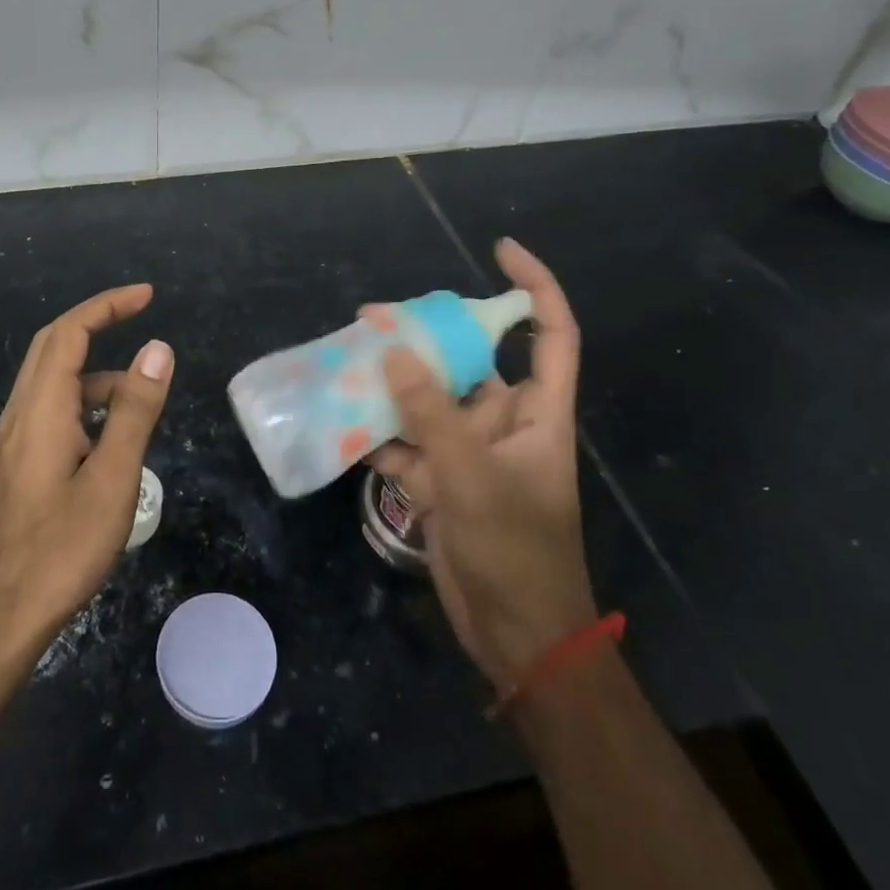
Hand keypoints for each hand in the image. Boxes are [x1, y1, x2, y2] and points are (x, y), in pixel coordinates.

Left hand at [0, 284, 174, 668]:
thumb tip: (157, 349)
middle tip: (141, 315)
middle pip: (52, 347)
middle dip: (96, 323)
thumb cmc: (61, 549)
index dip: (106, 307)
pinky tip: (109, 437)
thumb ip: (135, 410)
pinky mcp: (16, 465)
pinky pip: (50, 411)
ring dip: (94, 372)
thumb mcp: (113, 478)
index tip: (145, 296)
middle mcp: (19, 415)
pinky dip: (83, 403)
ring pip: (52, 383)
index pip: (69, 334)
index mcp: (40, 410)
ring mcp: (13, 441)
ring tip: (141, 397)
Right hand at [374, 240, 597, 691]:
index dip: (532, 287)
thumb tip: (393, 351)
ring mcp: (470, 453)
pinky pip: (405, 442)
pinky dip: (377, 434)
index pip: (549, 333)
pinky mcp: (441, 482)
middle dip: (424, 338)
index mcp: (537, 413)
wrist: (516, 637)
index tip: (499, 251)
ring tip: (344, 360)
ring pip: (428, 401)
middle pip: (468, 363)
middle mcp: (505, 424)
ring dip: (390, 385)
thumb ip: (432, 414)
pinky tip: (340, 420)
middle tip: (371, 319)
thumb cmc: (515, 551)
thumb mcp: (473, 477)